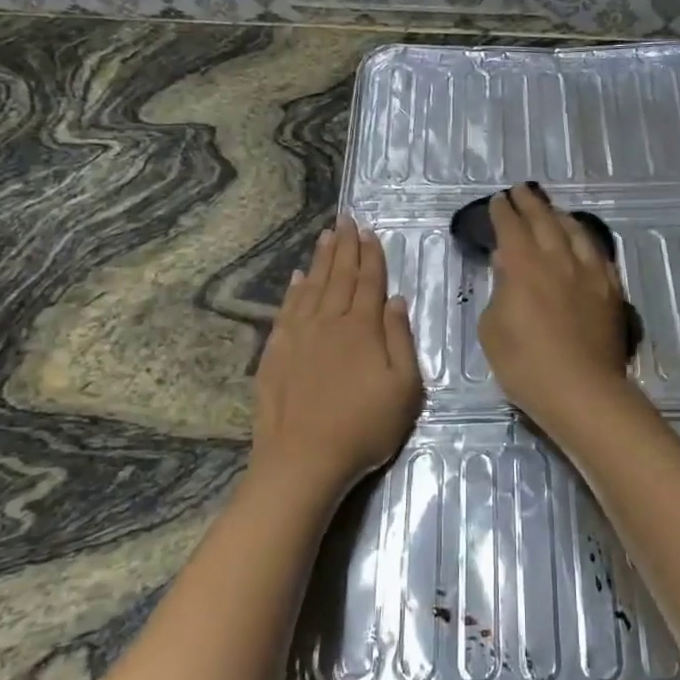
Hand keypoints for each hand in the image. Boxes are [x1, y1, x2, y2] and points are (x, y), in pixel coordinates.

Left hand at [252, 217, 423, 507]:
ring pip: (312, 287)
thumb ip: (400, 339)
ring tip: (325, 236)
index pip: (369, 282)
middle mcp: (329, 322)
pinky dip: (293, 290)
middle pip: (339, 277)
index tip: (369, 232)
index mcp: (363, 328)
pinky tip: (297, 278)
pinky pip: (287, 310)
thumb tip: (395, 300)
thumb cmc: (364, 427)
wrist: (303, 458)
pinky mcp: (276, 353)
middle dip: (345, 247)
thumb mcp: (404, 388)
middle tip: (345, 220)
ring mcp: (298, 336)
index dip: (371, 256)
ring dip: (321, 260)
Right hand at [479, 184, 634, 431]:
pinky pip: (598, 253)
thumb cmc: (525, 364)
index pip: (511, 228)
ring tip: (552, 210)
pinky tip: (582, 241)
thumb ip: (499, 290)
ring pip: (575, 231)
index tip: (498, 200)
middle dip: (530, 203)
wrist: (580, 390)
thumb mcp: (492, 328)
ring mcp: (589, 273)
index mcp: (523, 266)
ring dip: (559, 216)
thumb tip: (507, 265)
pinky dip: (585, 240)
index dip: (503, 212)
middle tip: (521, 191)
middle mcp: (558, 259)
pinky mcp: (610, 289)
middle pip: (544, 220)